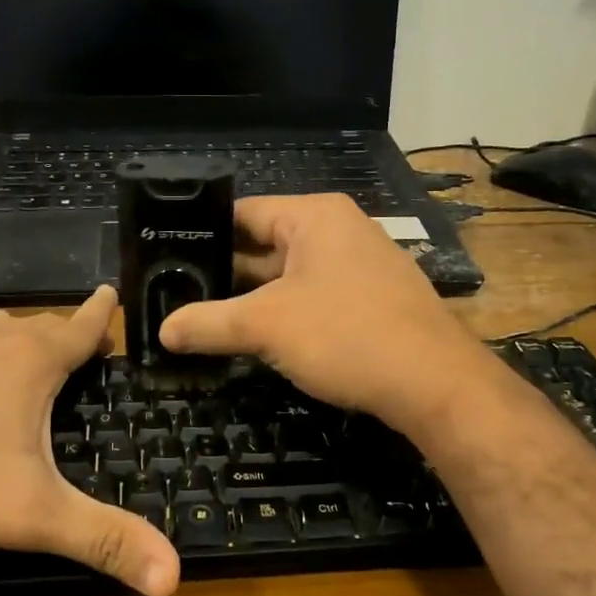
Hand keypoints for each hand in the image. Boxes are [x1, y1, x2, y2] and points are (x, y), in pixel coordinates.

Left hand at [0, 287, 179, 595]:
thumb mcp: (34, 517)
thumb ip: (104, 541)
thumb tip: (172, 580)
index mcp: (28, 361)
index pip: (79, 326)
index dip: (101, 314)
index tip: (112, 293)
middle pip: (36, 327)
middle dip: (60, 334)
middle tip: (77, 350)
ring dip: (13, 341)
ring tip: (24, 359)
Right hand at [158, 194, 489, 430]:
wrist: (433, 383)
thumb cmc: (345, 334)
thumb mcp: (265, 326)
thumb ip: (208, 323)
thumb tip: (162, 331)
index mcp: (315, 218)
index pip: (244, 212)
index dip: (203, 233)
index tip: (167, 257)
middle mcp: (340, 231)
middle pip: (265, 245)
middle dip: (225, 273)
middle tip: (177, 294)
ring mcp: (360, 267)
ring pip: (289, 276)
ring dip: (253, 298)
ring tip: (206, 318)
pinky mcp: (372, 301)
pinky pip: (314, 298)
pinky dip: (284, 314)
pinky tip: (257, 338)